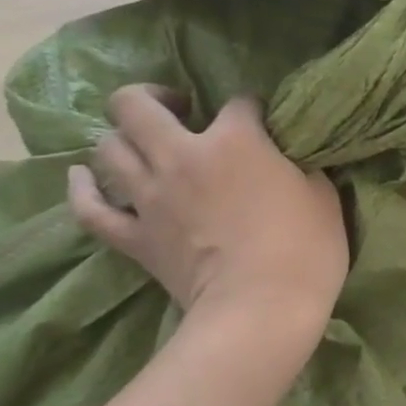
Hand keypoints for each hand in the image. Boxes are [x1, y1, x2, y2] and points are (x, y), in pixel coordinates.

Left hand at [69, 87, 347, 342]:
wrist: (262, 308)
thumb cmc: (306, 249)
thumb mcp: (322, 196)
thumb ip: (300, 166)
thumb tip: (288, 159)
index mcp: (235, 140)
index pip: (238, 103)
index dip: (251, 109)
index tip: (263, 123)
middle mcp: (181, 156)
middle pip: (137, 106)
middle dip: (154, 97)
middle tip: (178, 111)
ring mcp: (150, 197)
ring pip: (108, 148)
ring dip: (123, 139)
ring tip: (143, 146)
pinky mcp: (134, 238)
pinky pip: (90, 209)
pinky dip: (83, 189)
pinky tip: (83, 176)